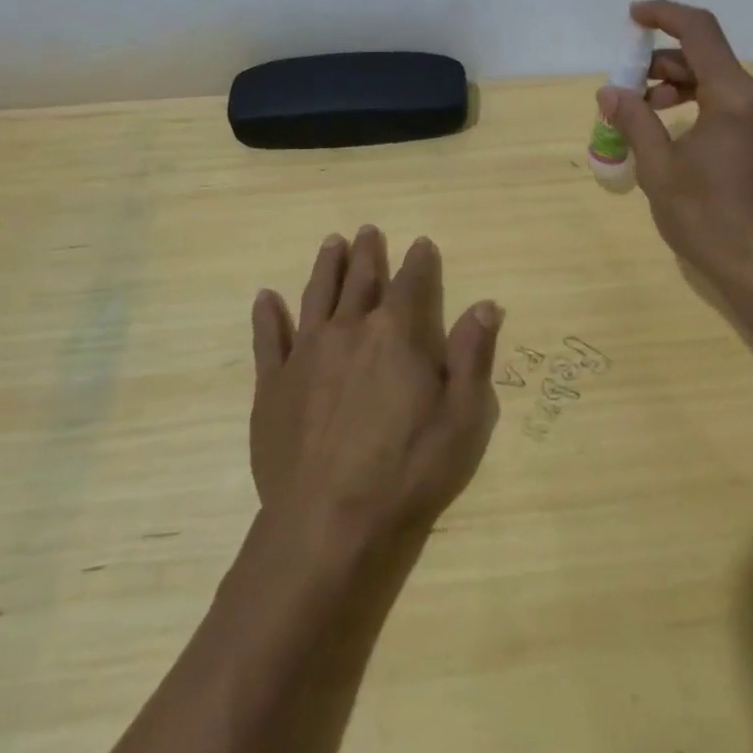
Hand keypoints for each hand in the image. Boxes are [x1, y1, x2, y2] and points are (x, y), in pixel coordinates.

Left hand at [248, 226, 503, 538]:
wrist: (328, 522)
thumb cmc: (407, 470)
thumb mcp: (462, 416)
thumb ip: (473, 355)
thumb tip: (486, 305)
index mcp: (397, 333)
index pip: (412, 282)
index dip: (420, 261)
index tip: (422, 243)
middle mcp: (350, 329)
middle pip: (361, 280)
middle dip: (369, 253)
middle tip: (369, 230)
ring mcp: (306, 354)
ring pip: (317, 296)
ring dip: (326, 267)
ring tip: (331, 243)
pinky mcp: (272, 384)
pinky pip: (269, 339)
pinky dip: (268, 315)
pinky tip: (266, 297)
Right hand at [599, 0, 752, 307]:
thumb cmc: (709, 220)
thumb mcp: (659, 170)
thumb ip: (634, 122)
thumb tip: (610, 92)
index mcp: (736, 97)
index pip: (699, 31)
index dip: (664, 14)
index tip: (633, 17)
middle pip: (708, 59)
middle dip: (663, 65)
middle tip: (627, 90)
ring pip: (721, 83)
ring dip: (681, 88)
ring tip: (645, 116)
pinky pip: (735, 106)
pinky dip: (702, 107)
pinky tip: (677, 135)